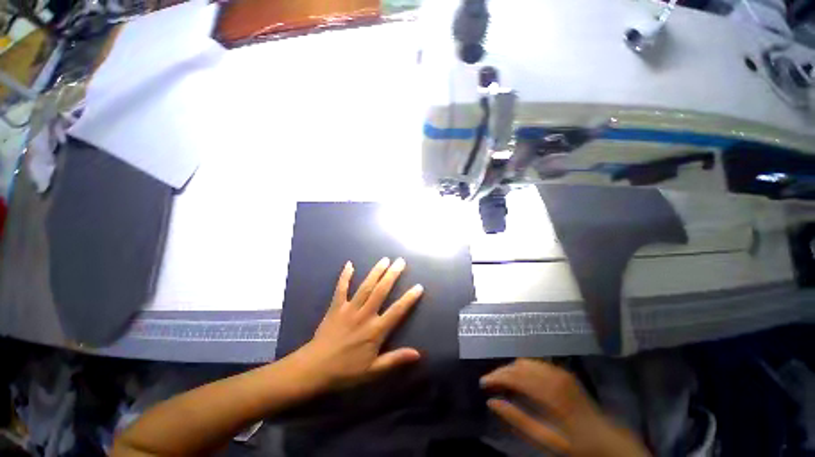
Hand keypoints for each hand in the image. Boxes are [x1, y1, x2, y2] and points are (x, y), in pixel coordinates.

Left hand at [292, 257, 423, 389]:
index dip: (409, 298)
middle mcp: (365, 315)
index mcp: (375, 331)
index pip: (397, 311)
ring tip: (384, 259)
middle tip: (400, 261)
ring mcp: (349, 309)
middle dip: (392, 275)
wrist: (314, 369)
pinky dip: (345, 276)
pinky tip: (349, 264)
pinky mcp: (336, 307)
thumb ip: (395, 359)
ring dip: (375, 272)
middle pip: (381, 291)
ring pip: (365, 287)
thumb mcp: (373, 371)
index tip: (418, 286)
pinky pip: (341, 289)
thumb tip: (418, 354)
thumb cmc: (346, 371)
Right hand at [481, 359, 649, 456]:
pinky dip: (522, 368)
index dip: (497, 377)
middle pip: (519, 366)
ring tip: (501, 381)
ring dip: (511, 369)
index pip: (515, 377)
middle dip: (501, 372)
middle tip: (488, 383)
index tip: (483, 383)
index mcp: (551, 394)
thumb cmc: (577, 444)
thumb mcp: (547, 440)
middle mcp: (554, 377)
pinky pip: (535, 364)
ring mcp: (560, 372)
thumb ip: (518, 420)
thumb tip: (492, 402)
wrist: (607, 438)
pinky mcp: (562, 372)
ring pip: (525, 362)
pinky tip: (518, 378)